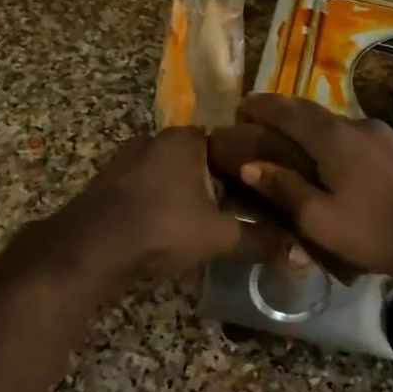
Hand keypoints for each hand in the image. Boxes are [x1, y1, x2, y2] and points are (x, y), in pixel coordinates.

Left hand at [51, 127, 255, 280]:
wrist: (90, 248)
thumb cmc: (162, 228)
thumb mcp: (218, 237)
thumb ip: (260, 240)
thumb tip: (302, 253)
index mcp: (186, 139)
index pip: (231, 141)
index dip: (251, 166)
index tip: (267, 188)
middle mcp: (156, 138)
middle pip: (201, 157)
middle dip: (220, 181)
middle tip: (242, 208)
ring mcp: (128, 158)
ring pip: (173, 171)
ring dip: (189, 191)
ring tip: (211, 218)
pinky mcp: (109, 181)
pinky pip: (149, 184)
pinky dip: (164, 199)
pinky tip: (172, 223)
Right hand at [235, 95, 392, 282]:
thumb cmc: (372, 231)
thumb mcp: (318, 219)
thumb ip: (284, 189)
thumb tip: (249, 165)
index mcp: (333, 139)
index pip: (289, 112)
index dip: (264, 106)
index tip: (242, 105)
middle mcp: (357, 125)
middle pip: (314, 111)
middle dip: (285, 110)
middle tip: (263, 115)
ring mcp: (384, 133)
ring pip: (339, 122)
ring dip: (314, 125)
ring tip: (298, 138)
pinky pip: (360, 135)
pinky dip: (339, 138)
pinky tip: (339, 156)